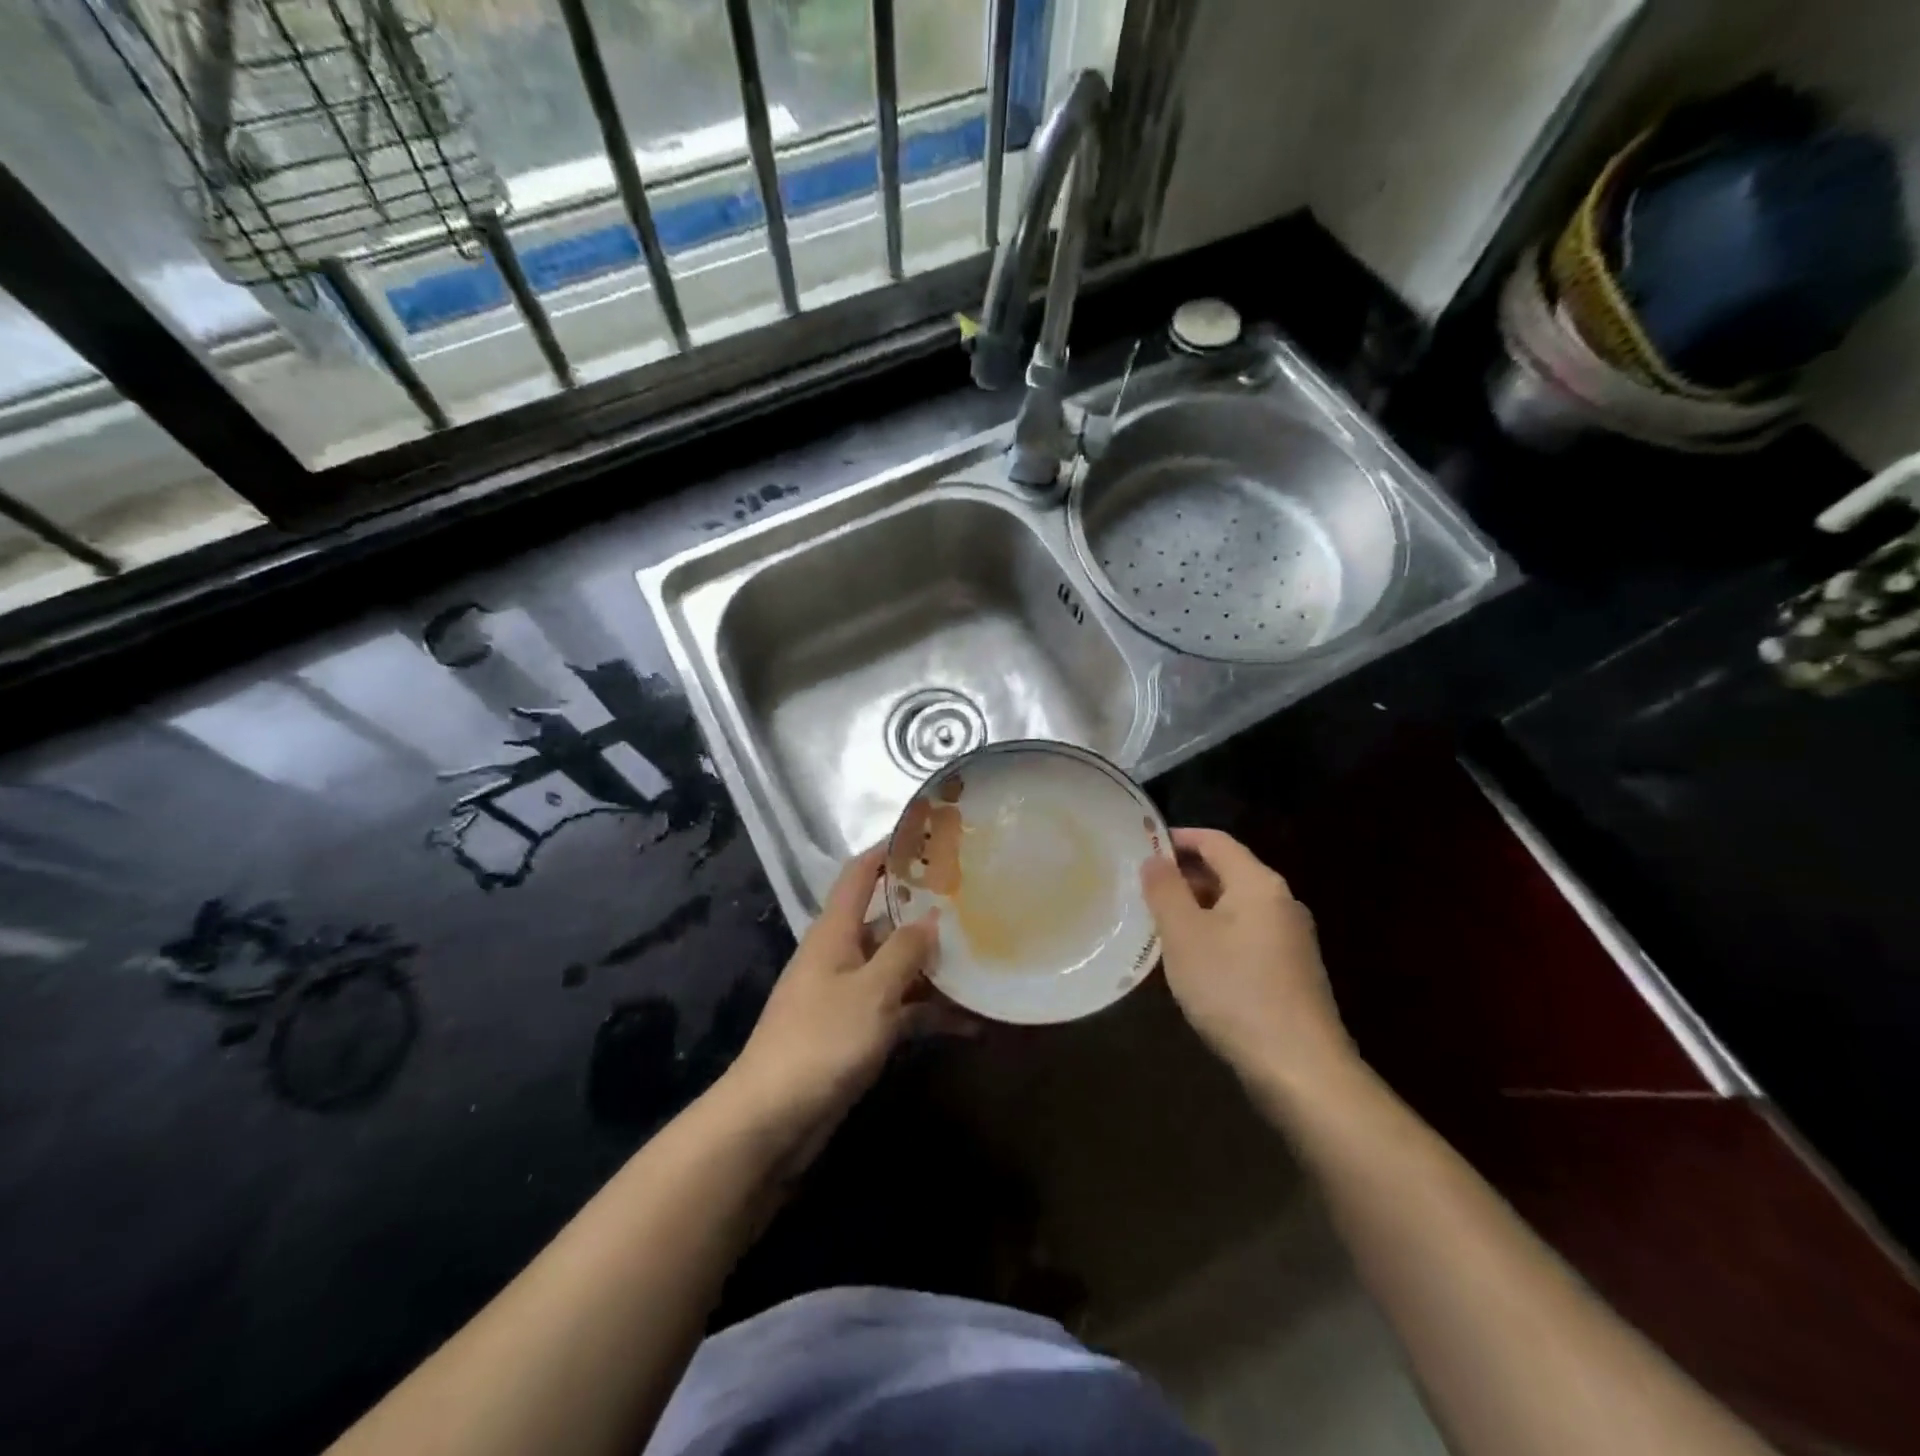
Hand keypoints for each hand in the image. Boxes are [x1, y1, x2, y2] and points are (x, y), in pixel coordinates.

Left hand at [720, 847, 950, 1159]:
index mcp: (835, 932)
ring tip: (986, 961)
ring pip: (898, 968)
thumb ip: (904, 951)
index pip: (860, 874)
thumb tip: (931, 917)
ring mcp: (849, 995)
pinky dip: (929, 1013)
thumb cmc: (821, 1040)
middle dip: (927, 913)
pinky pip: (900, 1010)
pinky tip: (971, 1023)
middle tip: (977, 902)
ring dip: (935, 968)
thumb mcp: (871, 991)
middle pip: (887, 921)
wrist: (772, 1120)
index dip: (889, 850)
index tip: (928, 835)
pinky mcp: (857, 1032)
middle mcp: (842, 955)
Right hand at [1141, 829, 1356, 1092]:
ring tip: (1159, 925)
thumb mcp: (1184, 935)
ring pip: (1235, 906)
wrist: (1299, 1067)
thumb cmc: (1233, 989)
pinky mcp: (1291, 970)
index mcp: (1258, 884)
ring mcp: (1291, 938)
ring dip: (1197, 908)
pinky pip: (1245, 935)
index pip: (1215, 841)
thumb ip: (1165, 890)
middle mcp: (1281, 902)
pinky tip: (1192, 961)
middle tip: (1143, 889)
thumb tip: (1154, 859)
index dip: (1178, 838)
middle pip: (1227, 872)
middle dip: (1184, 876)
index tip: (1142, 845)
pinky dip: (1215, 934)